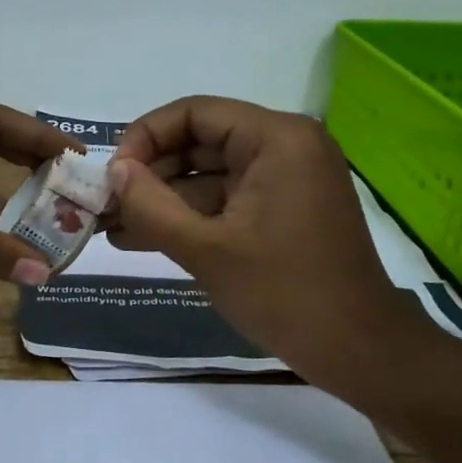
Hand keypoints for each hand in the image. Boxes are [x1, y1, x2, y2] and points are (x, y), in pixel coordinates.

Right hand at [106, 96, 428, 386]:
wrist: (357, 350)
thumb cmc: (283, 293)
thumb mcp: (205, 249)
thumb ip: (150, 205)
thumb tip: (114, 171)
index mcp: (277, 139)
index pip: (194, 113)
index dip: (145, 138)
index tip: (112, 176)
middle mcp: (285, 146)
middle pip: (200, 142)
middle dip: (150, 175)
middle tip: (104, 206)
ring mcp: (287, 180)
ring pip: (209, 176)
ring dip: (163, 201)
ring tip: (112, 228)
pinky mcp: (284, 211)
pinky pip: (227, 202)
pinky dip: (190, 218)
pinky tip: (143, 239)